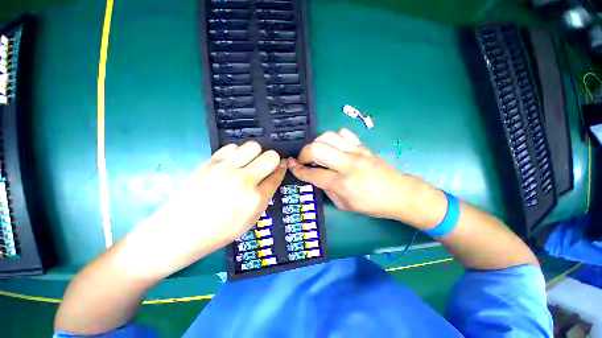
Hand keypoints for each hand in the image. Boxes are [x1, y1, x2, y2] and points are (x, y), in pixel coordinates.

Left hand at [127, 141, 285, 278]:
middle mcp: (244, 181)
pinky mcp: (210, 163)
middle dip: (272, 159)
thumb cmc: (218, 232)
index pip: (277, 175)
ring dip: (255, 153)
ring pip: (253, 146)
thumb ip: (264, 198)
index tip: (281, 167)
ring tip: (248, 162)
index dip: (281, 170)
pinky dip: (236, 152)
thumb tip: (272, 178)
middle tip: (265, 165)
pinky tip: (232, 162)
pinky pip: (231, 147)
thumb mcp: (249, 221)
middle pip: (270, 156)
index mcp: (255, 199)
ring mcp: (225, 169)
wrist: (178, 232)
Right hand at [288, 129, 412, 219]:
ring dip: (317, 143)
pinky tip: (335, 147)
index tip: (291, 166)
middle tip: (304, 160)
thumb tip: (315, 177)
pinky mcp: (363, 146)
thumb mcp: (345, 205)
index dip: (297, 170)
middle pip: (317, 149)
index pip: (312, 173)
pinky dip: (334, 138)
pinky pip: (344, 133)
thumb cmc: (371, 204)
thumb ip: (327, 189)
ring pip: (328, 136)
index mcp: (342, 183)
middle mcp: (347, 164)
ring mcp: (356, 152)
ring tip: (318, 152)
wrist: (399, 193)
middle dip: (304, 153)